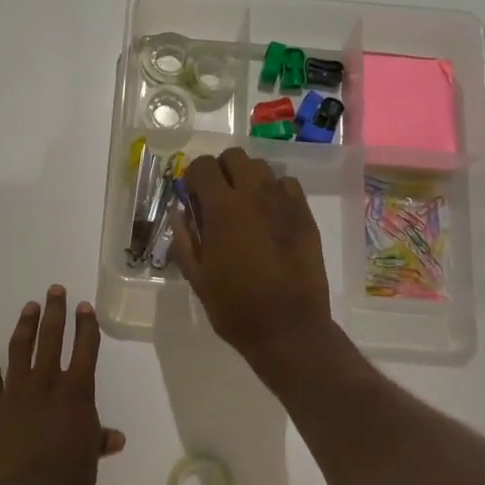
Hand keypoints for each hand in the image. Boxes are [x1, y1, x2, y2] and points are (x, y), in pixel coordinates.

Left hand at [0, 287, 125, 484]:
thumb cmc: (70, 479)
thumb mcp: (89, 457)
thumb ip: (97, 440)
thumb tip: (114, 438)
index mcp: (76, 393)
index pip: (84, 349)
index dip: (86, 326)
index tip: (84, 306)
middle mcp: (46, 384)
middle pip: (51, 338)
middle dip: (55, 312)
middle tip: (54, 290)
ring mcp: (16, 395)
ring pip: (20, 351)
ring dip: (25, 327)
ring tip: (28, 308)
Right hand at [172, 150, 336, 366]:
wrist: (288, 328)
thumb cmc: (234, 307)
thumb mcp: (197, 276)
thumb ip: (184, 238)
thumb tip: (179, 210)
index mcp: (222, 208)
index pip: (202, 166)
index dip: (193, 177)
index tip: (192, 196)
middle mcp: (254, 195)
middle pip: (234, 156)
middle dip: (221, 170)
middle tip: (217, 198)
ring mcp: (284, 203)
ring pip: (262, 167)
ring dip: (248, 179)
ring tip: (245, 206)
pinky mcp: (305, 216)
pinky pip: (288, 185)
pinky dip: (275, 191)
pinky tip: (270, 216)